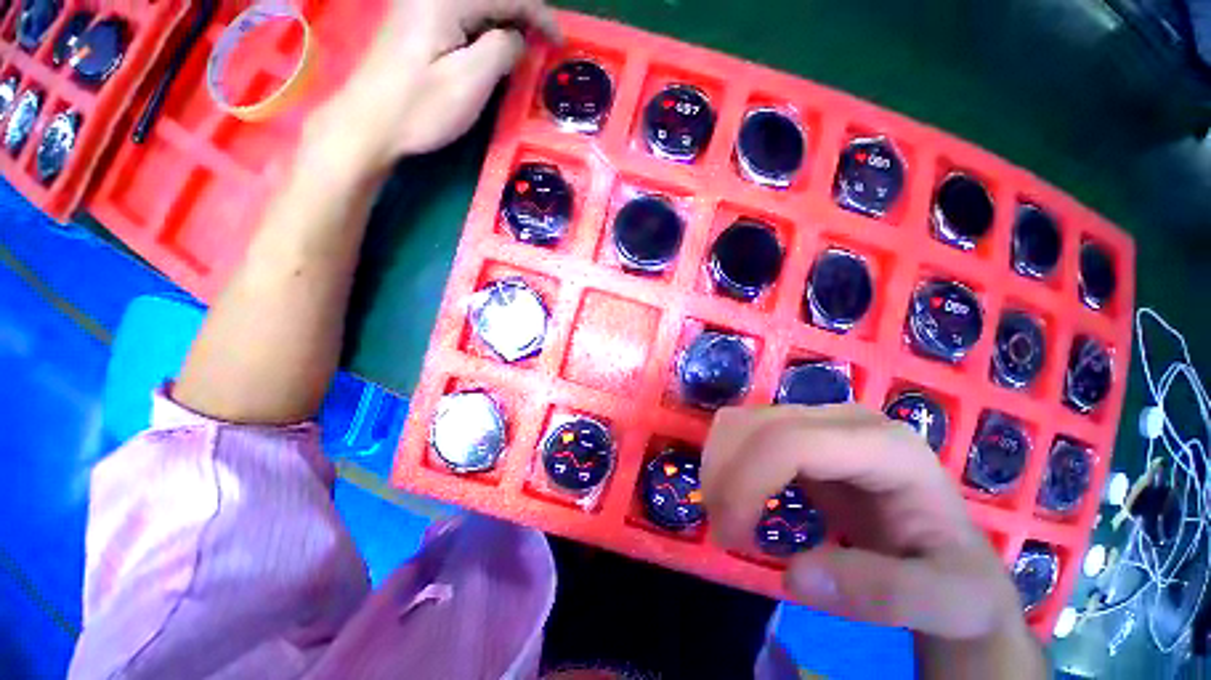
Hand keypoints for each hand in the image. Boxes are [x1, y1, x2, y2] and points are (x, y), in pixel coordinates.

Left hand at [309, 0, 560, 176]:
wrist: (371, 122)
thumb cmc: (421, 108)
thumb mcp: (469, 82)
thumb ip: (502, 51)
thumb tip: (519, 38)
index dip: (540, 13)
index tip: (559, 42)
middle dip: (522, 12)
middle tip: (541, 41)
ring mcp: (422, 3)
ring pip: (477, 3)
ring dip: (504, 18)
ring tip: (522, 44)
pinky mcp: (418, 19)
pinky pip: (463, 11)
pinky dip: (485, 24)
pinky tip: (492, 44)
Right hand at [701, 404, 1027, 642]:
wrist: (949, 556)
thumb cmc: (953, 578)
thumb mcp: (946, 603)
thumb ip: (885, 595)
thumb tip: (795, 575)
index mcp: (885, 446)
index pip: (790, 443)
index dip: (747, 482)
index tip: (730, 535)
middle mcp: (845, 419)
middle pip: (757, 425)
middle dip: (724, 474)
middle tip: (723, 530)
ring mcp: (819, 420)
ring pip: (742, 421)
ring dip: (719, 465)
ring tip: (726, 513)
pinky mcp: (800, 432)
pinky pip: (745, 431)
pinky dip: (726, 459)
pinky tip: (735, 494)